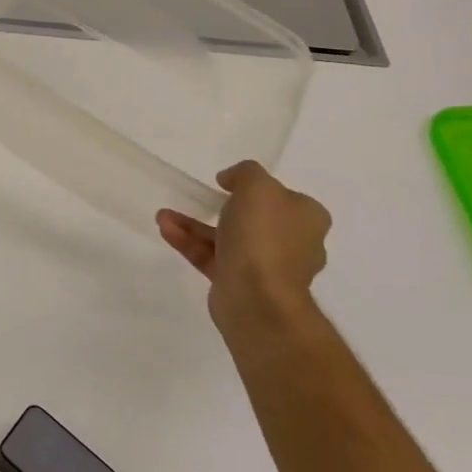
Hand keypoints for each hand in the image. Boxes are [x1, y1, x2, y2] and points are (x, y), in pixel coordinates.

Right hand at [156, 161, 330, 338]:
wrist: (257, 298)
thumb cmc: (263, 236)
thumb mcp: (257, 185)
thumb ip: (245, 172)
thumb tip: (231, 180)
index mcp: (307, 219)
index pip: (283, 197)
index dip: (255, 187)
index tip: (226, 184)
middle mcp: (292, 243)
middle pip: (253, 219)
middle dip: (219, 206)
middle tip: (199, 198)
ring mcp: (266, 267)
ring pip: (227, 238)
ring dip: (195, 225)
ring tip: (164, 215)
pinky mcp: (240, 285)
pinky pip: (212, 257)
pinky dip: (190, 243)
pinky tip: (166, 229)